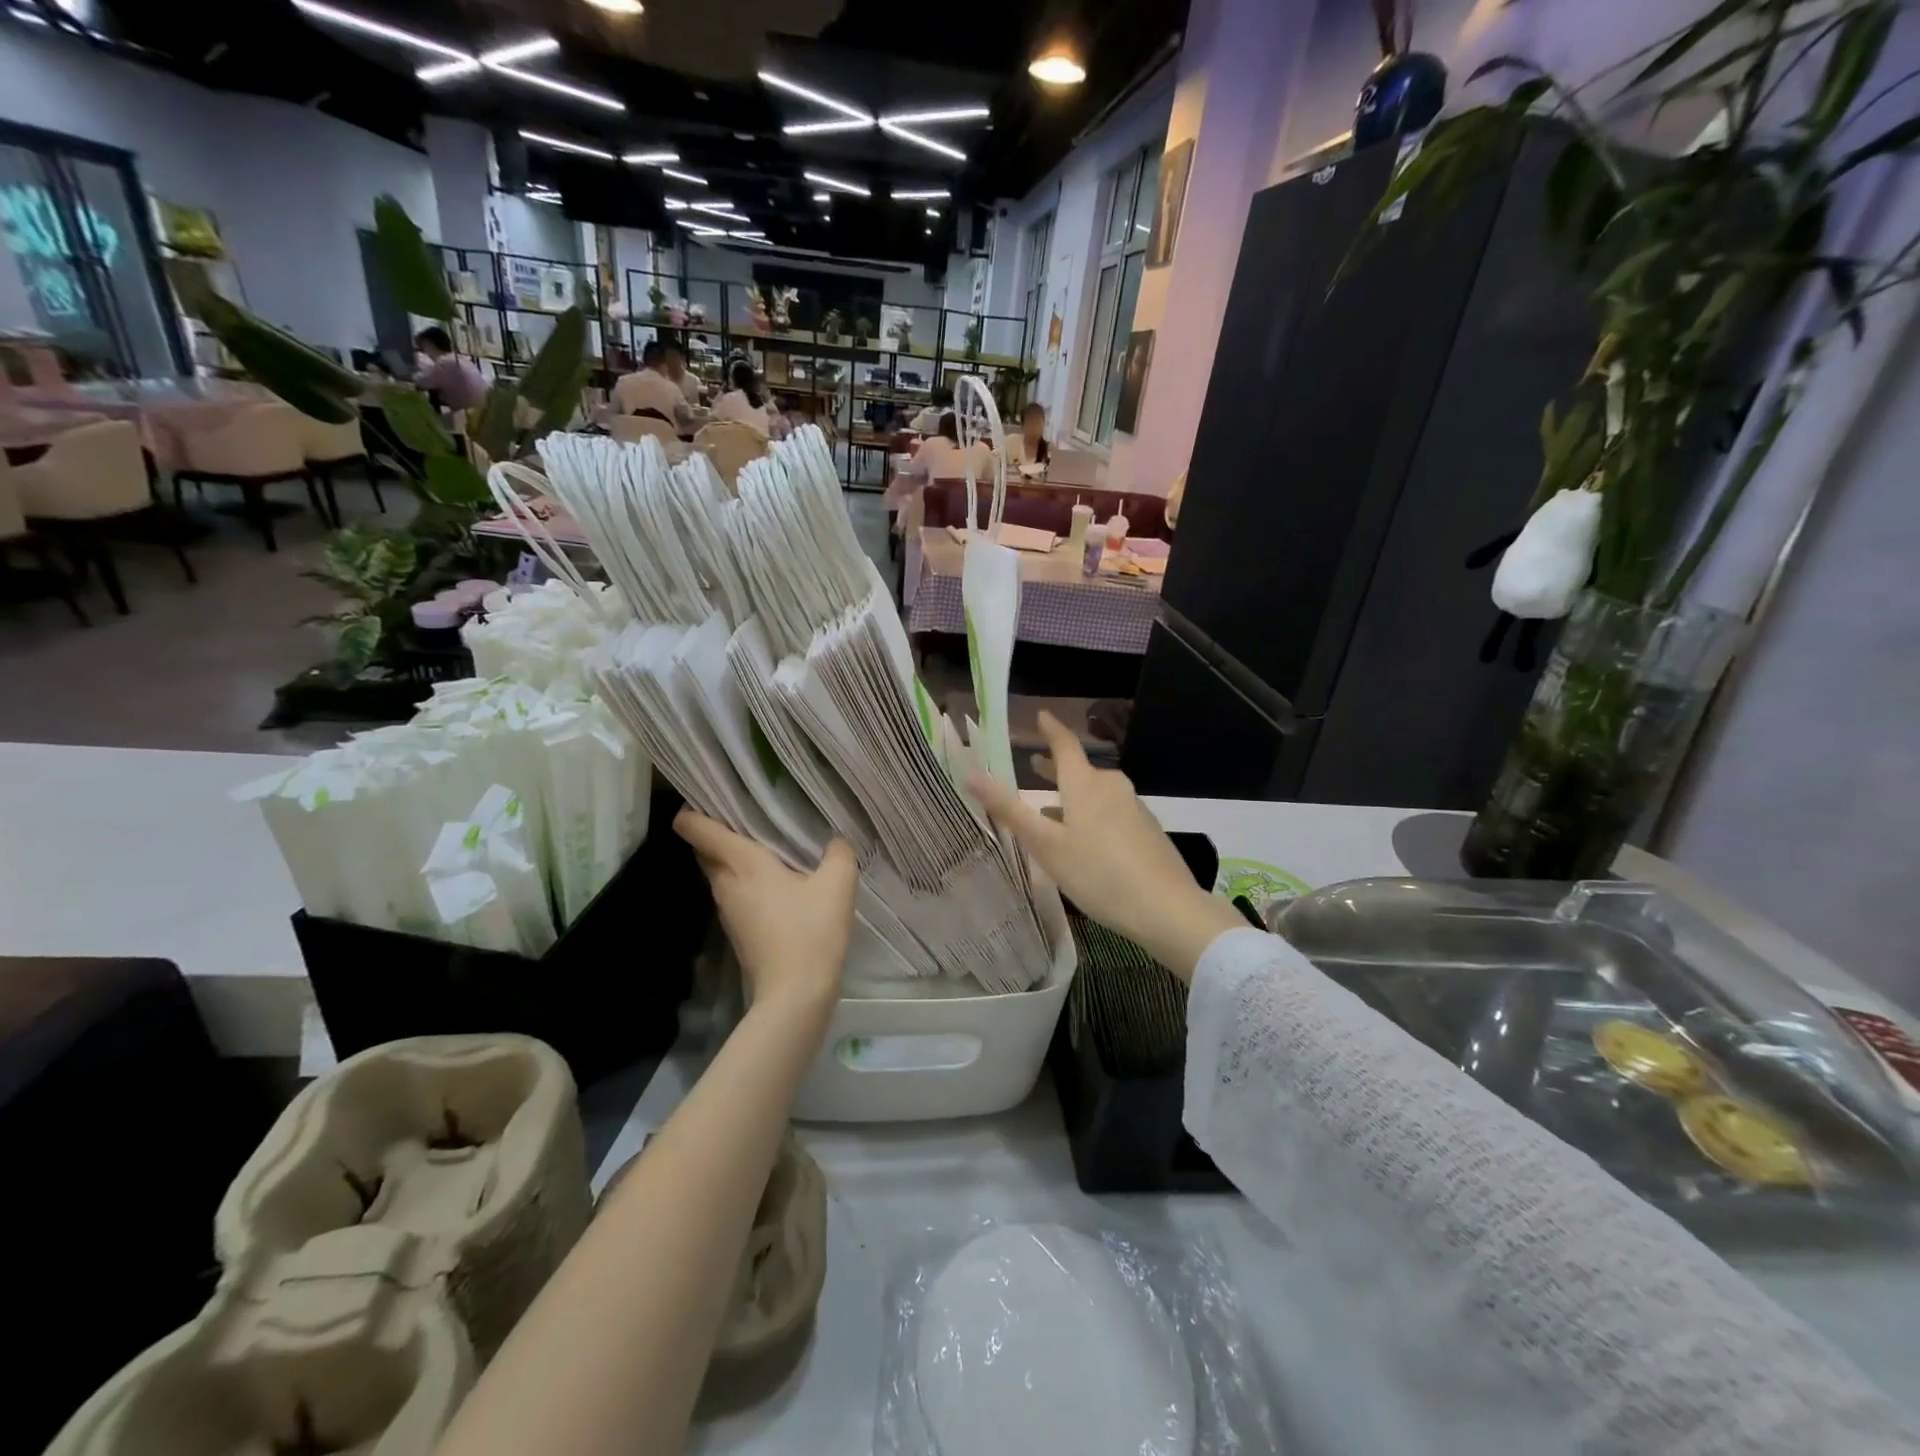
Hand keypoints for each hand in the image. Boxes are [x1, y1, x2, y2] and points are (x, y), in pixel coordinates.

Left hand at [674, 810, 858, 1013]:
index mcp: (743, 863)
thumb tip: (835, 841)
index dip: (692, 809)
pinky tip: (774, 880)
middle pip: (705, 849)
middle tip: (746, 813)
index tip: (707, 793)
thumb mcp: (838, 885)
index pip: (696, 828)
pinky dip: (744, 879)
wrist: (794, 995)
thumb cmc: (811, 932)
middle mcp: (726, 883)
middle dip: (716, 829)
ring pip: (719, 871)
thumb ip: (838, 853)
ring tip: (763, 842)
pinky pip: (733, 891)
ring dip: (732, 856)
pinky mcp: (737, 930)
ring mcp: (727, 909)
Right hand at [967, 714, 1246, 980]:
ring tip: (1053, 810)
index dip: (1051, 730)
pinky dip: (1092, 815)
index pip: (1065, 745)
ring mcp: (1134, 808)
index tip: (1042, 716)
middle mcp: (1112, 787)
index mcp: (1085, 784)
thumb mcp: (1046, 845)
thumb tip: (971, 774)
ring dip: (1073, 796)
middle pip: (1081, 770)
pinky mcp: (1147, 830)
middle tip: (1034, 767)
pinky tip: (1087, 841)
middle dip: (1056, 769)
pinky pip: (1111, 812)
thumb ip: (1010, 810)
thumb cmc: (1098, 873)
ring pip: (1096, 793)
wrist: (1166, 908)